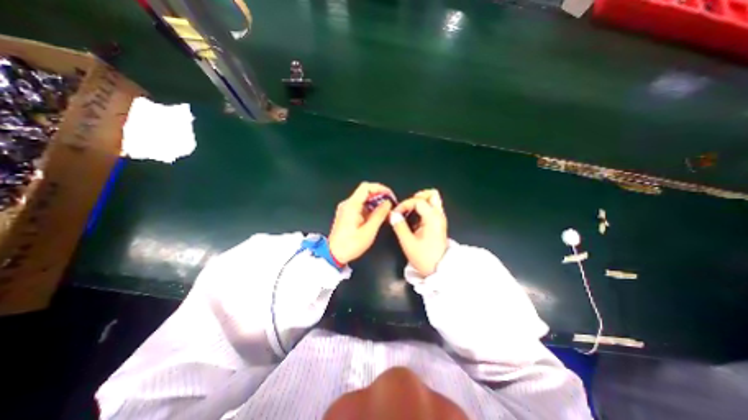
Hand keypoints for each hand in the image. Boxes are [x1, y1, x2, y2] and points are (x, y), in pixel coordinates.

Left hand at [328, 180, 393, 265]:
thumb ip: (379, 215)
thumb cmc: (350, 245)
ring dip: (375, 203)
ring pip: (363, 199)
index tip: (390, 195)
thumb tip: (388, 203)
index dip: (380, 188)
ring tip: (386, 211)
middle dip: (379, 196)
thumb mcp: (369, 231)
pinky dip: (370, 208)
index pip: (366, 187)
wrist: (333, 255)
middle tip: (390, 204)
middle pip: (365, 192)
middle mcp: (347, 204)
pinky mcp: (346, 214)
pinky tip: (377, 216)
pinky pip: (360, 206)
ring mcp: (346, 209)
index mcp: (351, 205)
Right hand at [389, 189, 446, 275]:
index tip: (396, 214)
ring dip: (420, 202)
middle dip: (417, 197)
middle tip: (406, 207)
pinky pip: (431, 208)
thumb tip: (393, 214)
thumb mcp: (408, 243)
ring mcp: (440, 219)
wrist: (439, 270)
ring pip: (433, 201)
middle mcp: (439, 215)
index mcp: (432, 218)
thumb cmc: (424, 257)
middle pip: (431, 195)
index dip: (405, 204)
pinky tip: (414, 219)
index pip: (418, 201)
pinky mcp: (438, 224)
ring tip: (409, 211)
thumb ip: (399, 226)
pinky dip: (422, 209)